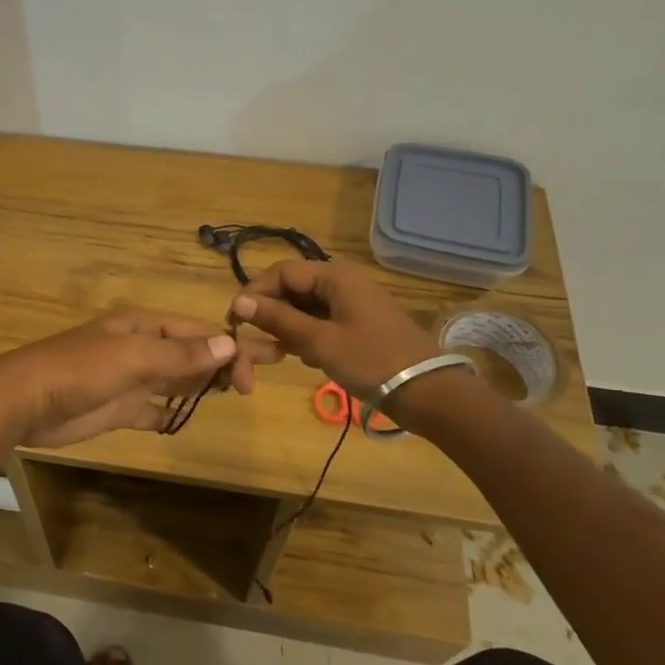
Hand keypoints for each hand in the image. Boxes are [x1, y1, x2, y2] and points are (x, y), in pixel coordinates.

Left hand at [0, 311, 284, 447]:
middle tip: (261, 377)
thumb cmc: (78, 371)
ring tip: (236, 394)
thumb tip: (229, 344)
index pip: (197, 333)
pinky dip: (171, 412)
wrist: (23, 403)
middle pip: (191, 354)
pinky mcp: (117, 408)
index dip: (229, 347)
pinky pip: (154, 409)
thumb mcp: (133, 358)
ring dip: (203, 385)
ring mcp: (128, 380)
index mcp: (143, 327)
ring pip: (176, 380)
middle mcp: (140, 349)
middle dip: (225, 362)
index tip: (256, 371)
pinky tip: (187, 418)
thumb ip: (180, 355)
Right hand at [230, 259, 436, 399]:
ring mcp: (351, 304)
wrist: (428, 392)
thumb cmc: (372, 361)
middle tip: (256, 346)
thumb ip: (278, 319)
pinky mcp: (356, 325)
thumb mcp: (319, 341)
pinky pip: (319, 322)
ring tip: (280, 356)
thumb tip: (239, 302)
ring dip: (286, 329)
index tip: (235, 321)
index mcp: (334, 276)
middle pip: (291, 289)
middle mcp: (341, 282)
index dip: (254, 293)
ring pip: (303, 308)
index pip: (281, 272)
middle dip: (270, 315)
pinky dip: (305, 338)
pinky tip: (306, 359)